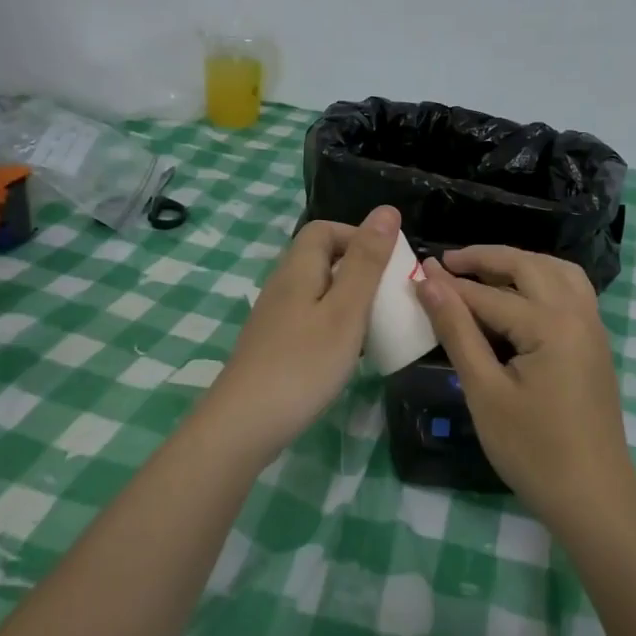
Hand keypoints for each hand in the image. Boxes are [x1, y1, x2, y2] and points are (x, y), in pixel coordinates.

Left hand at [200, 205, 400, 463]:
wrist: (245, 424)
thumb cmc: (303, 363)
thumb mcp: (346, 310)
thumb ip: (367, 261)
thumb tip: (386, 210)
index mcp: (298, 268)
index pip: (324, 229)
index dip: (358, 235)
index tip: (388, 263)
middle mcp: (283, 285)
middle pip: (322, 259)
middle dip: (359, 269)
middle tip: (390, 296)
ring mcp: (276, 317)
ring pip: (319, 291)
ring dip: (350, 299)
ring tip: (377, 324)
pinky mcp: (275, 345)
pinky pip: (311, 319)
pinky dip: (336, 325)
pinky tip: (350, 352)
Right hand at [415, 245, 635, 523]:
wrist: (593, 498)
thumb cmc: (532, 451)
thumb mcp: (485, 391)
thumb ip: (458, 331)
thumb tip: (429, 282)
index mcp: (550, 324)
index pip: (488, 295)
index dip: (449, 284)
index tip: (416, 270)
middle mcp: (578, 313)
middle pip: (528, 266)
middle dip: (486, 259)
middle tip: (447, 262)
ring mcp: (593, 327)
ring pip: (557, 271)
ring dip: (520, 263)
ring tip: (484, 271)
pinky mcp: (596, 343)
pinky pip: (572, 290)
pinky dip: (544, 279)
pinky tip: (521, 295)